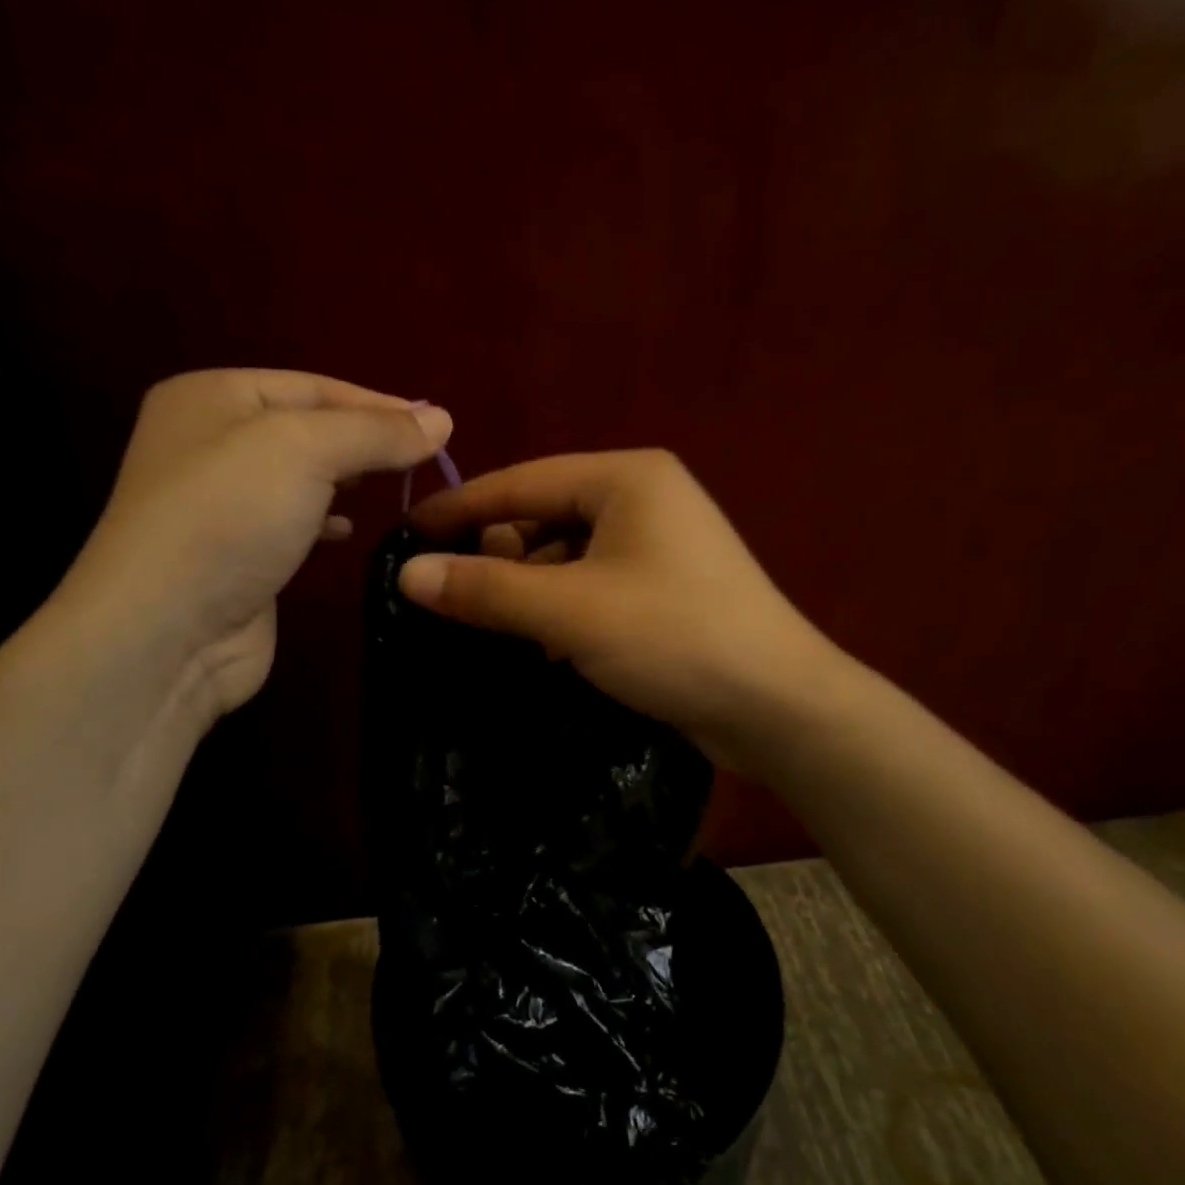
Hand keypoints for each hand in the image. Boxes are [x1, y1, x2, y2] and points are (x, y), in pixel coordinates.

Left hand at [54, 368, 451, 731]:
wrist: (168, 631)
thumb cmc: (231, 517)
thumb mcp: (306, 451)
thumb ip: (375, 432)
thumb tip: (442, 420)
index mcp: (213, 396)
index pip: (314, 386)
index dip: (379, 404)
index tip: (438, 427)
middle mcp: (210, 441)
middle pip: (308, 428)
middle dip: (366, 440)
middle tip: (424, 457)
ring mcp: (219, 502)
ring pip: (301, 476)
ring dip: (349, 478)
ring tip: (397, 485)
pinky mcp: (236, 553)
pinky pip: (292, 521)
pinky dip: (326, 520)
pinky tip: (350, 531)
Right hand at [400, 450, 843, 771]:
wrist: (778, 706)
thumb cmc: (674, 638)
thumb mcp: (570, 611)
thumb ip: (487, 589)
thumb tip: (408, 575)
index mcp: (626, 478)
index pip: (522, 482)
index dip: (460, 508)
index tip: (406, 534)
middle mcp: (644, 499)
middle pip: (544, 517)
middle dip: (500, 558)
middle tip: (461, 601)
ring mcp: (659, 546)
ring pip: (566, 557)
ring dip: (530, 590)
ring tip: (500, 629)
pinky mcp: (665, 589)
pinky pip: (592, 586)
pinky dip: (562, 610)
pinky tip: (546, 645)